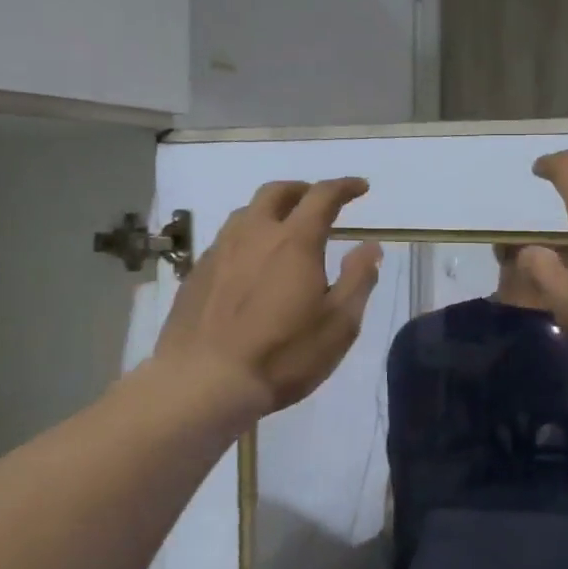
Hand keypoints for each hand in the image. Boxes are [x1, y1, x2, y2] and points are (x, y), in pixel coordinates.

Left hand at [154, 178, 381, 413]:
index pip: (322, 196)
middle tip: (318, 200)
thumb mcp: (339, 324)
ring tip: (284, 228)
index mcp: (294, 242)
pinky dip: (248, 237)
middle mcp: (254, 235)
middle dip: (302, 189)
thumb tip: (370, 246)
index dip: (344, 186)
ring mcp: (219, 252)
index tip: (360, 187)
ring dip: (271, 210)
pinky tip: (251, 263)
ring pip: (246, 213)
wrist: (203, 382)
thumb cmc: (283, 355)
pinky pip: (226, 240)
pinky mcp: (196, 274)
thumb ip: (358, 279)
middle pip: (277, 193)